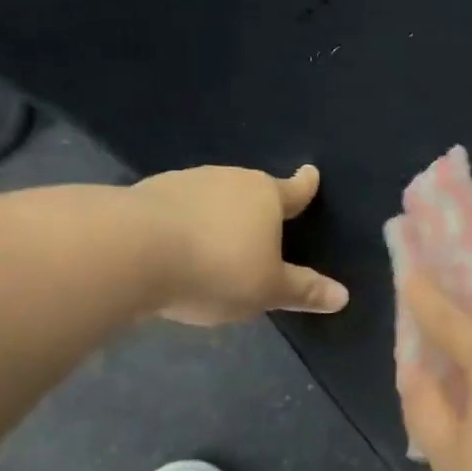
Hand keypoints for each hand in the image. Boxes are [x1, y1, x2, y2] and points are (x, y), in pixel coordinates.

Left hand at [130, 164, 348, 325]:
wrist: (128, 251)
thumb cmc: (217, 267)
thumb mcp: (267, 289)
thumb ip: (303, 291)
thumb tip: (343, 296)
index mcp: (265, 196)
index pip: (293, 190)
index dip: (305, 186)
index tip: (311, 173)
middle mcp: (227, 179)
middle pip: (250, 190)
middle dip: (256, 207)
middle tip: (260, 229)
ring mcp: (183, 182)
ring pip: (211, 197)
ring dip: (216, 215)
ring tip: (214, 244)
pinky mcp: (144, 195)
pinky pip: (176, 209)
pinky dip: (182, 224)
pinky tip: (175, 247)